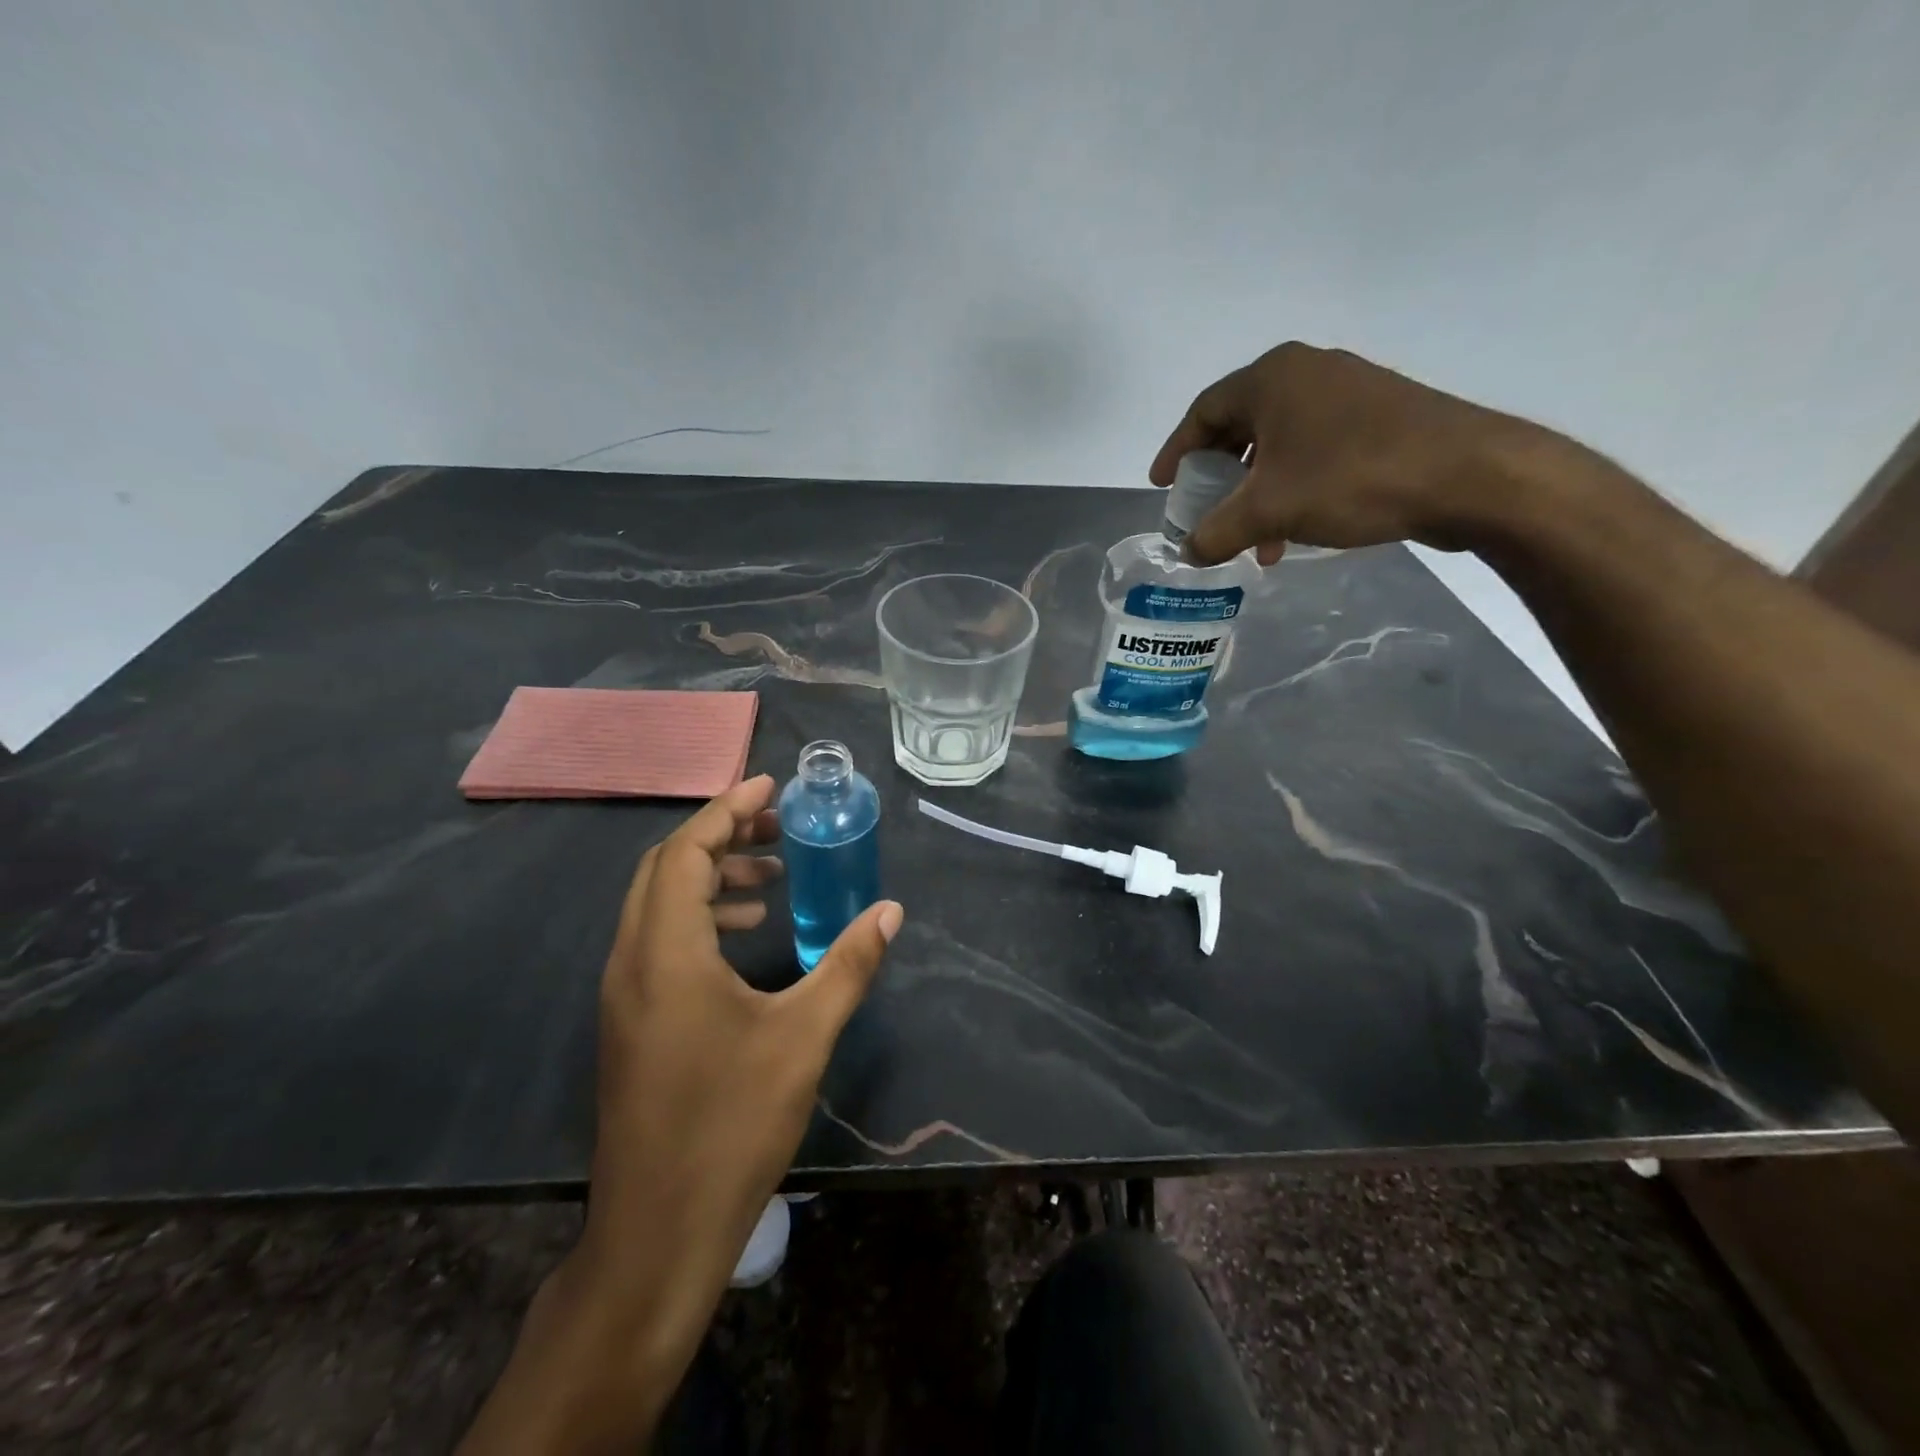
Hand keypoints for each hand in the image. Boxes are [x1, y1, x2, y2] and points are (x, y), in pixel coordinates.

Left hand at [584, 772, 900, 1275]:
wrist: (658, 1231)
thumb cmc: (732, 1124)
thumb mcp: (804, 1036)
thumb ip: (849, 964)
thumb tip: (891, 911)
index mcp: (667, 952)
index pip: (687, 852)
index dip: (727, 808)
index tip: (769, 784)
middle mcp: (632, 960)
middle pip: (666, 868)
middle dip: (721, 835)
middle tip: (777, 826)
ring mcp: (624, 993)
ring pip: (659, 904)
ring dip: (712, 877)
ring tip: (771, 880)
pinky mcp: (631, 1020)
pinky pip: (660, 940)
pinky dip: (701, 918)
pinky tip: (747, 938)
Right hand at [1150, 342, 1566, 565]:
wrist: (1467, 475)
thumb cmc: (1350, 479)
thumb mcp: (1267, 512)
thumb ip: (1214, 533)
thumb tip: (1186, 552)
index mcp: (1273, 378)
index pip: (1203, 411)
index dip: (1176, 451)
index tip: (1162, 485)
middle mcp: (1308, 372)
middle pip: (1240, 426)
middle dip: (1218, 476)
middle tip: (1204, 509)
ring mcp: (1348, 391)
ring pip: (1279, 443)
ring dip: (1256, 491)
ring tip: (1252, 539)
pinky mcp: (1380, 416)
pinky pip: (1313, 450)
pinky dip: (1292, 486)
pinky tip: (1294, 528)